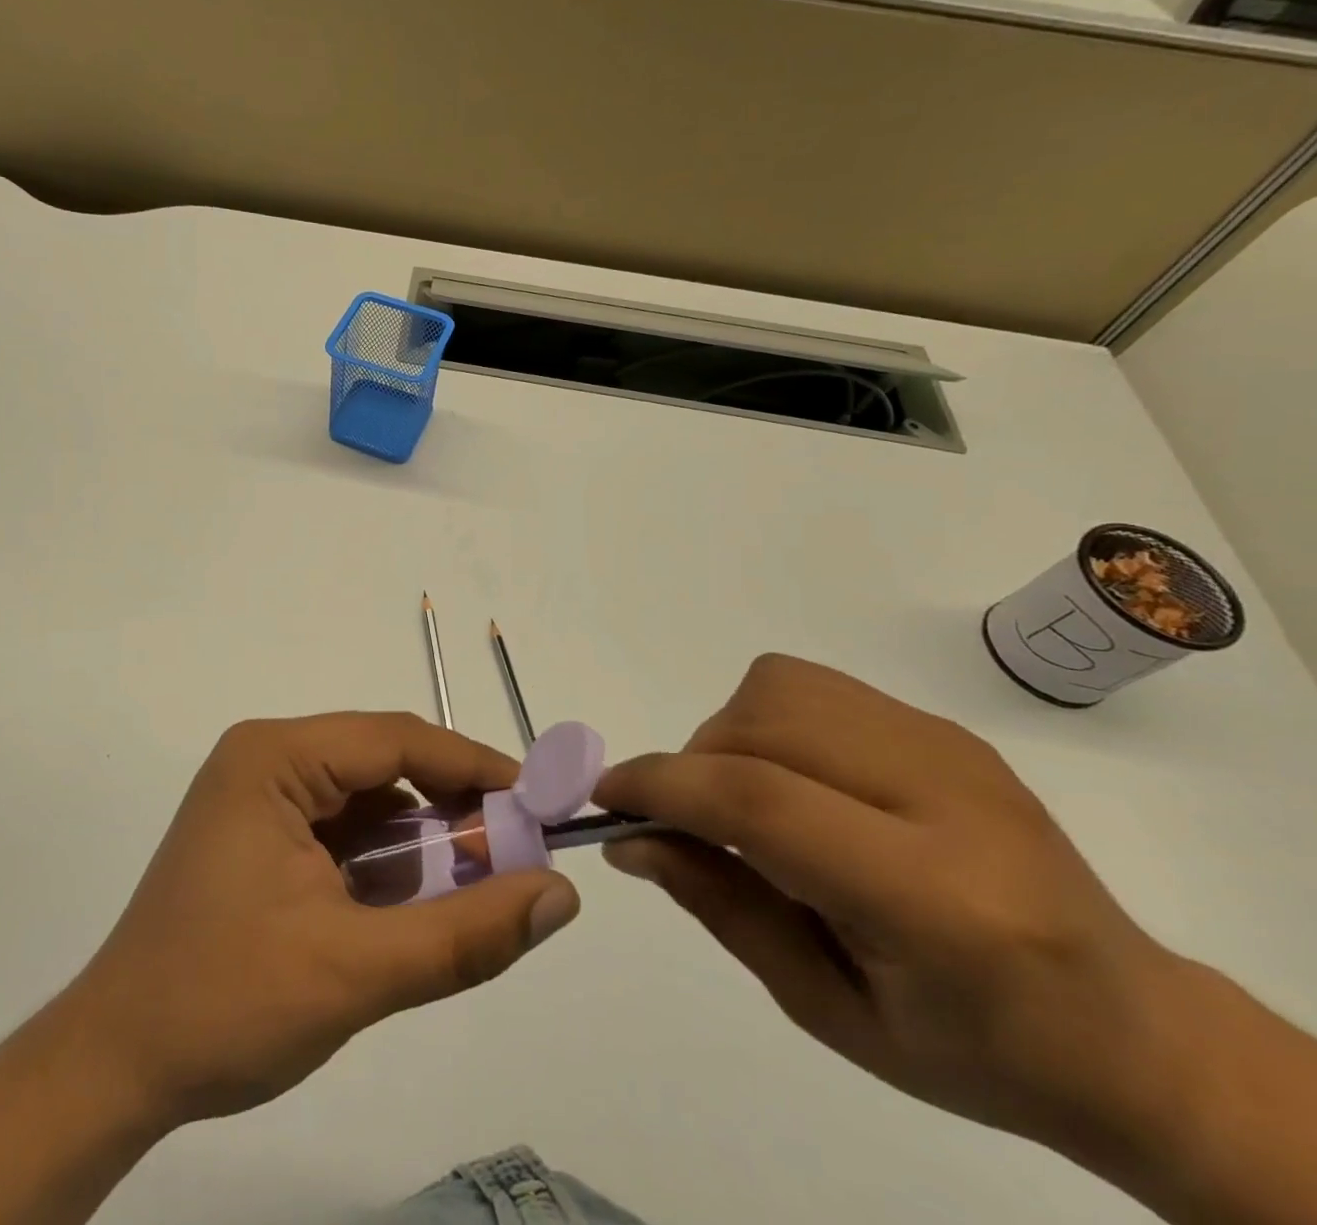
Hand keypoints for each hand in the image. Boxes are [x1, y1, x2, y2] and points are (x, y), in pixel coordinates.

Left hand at [65, 712, 581, 1124]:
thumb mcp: (355, 971)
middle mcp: (265, 758)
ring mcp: (258, 795)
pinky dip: (384, 860)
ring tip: (474, 882)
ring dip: (419, 838)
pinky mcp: (260, 833)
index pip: (394, 739)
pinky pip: (341, 828)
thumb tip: (560, 895)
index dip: (473, 767)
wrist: (115, 1066)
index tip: (538, 803)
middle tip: (514, 852)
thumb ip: (465, 934)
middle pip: (381, 763)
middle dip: (449, 807)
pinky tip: (412, 901)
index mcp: (274, 757)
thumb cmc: (225, 1004)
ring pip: (365, 798)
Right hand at [594, 655, 1180, 1168]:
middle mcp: (947, 797)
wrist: (1131, 1030)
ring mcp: (949, 748)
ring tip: (747, 800)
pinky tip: (793, 781)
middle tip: (690, 824)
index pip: (761, 802)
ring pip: (777, 687)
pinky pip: (809, 687)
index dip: (663, 786)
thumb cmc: (974, 1050)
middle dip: (693, 764)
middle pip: (761, 726)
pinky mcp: (942, 726)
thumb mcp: (829, 1010)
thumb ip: (720, 908)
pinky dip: (765, 722)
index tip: (607, 798)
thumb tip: (628, 837)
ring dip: (728, 735)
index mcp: (934, 900)